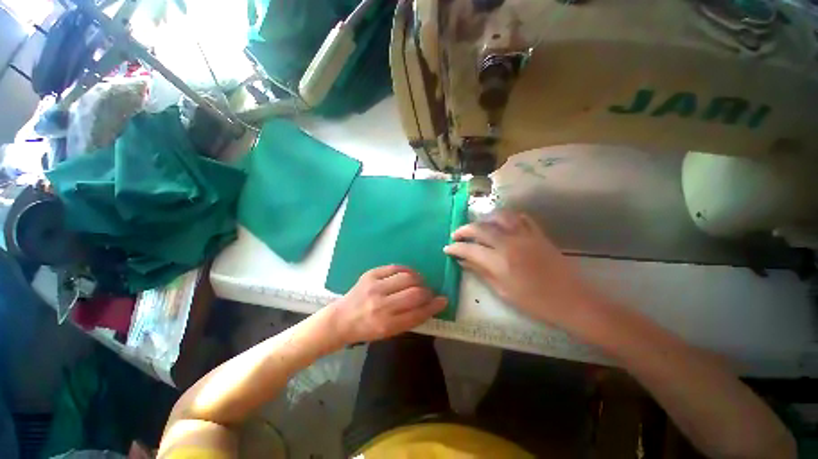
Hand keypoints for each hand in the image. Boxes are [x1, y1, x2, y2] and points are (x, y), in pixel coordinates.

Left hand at [323, 266, 446, 344]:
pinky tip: (408, 275)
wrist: (341, 319)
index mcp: (386, 325)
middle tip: (429, 293)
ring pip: (407, 277)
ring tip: (419, 283)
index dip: (434, 306)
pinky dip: (406, 270)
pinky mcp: (370, 274)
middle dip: (428, 292)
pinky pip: (395, 267)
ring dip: (419, 279)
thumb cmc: (367, 329)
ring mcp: (374, 287)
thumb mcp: (388, 333)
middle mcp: (381, 305)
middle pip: (415, 293)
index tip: (443, 300)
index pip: (418, 313)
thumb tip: (430, 305)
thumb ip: (409, 319)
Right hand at [444, 211, 597, 326]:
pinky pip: (520, 218)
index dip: (456, 247)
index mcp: (500, 261)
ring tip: (477, 226)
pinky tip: (501, 223)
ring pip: (499, 217)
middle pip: (481, 228)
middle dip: (464, 230)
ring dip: (484, 219)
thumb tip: (462, 261)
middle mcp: (510, 243)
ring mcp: (525, 235)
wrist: (572, 301)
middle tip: (456, 235)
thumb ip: (481, 272)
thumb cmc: (535, 302)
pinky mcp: (538, 234)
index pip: (470, 248)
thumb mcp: (503, 291)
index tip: (447, 248)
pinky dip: (507, 217)